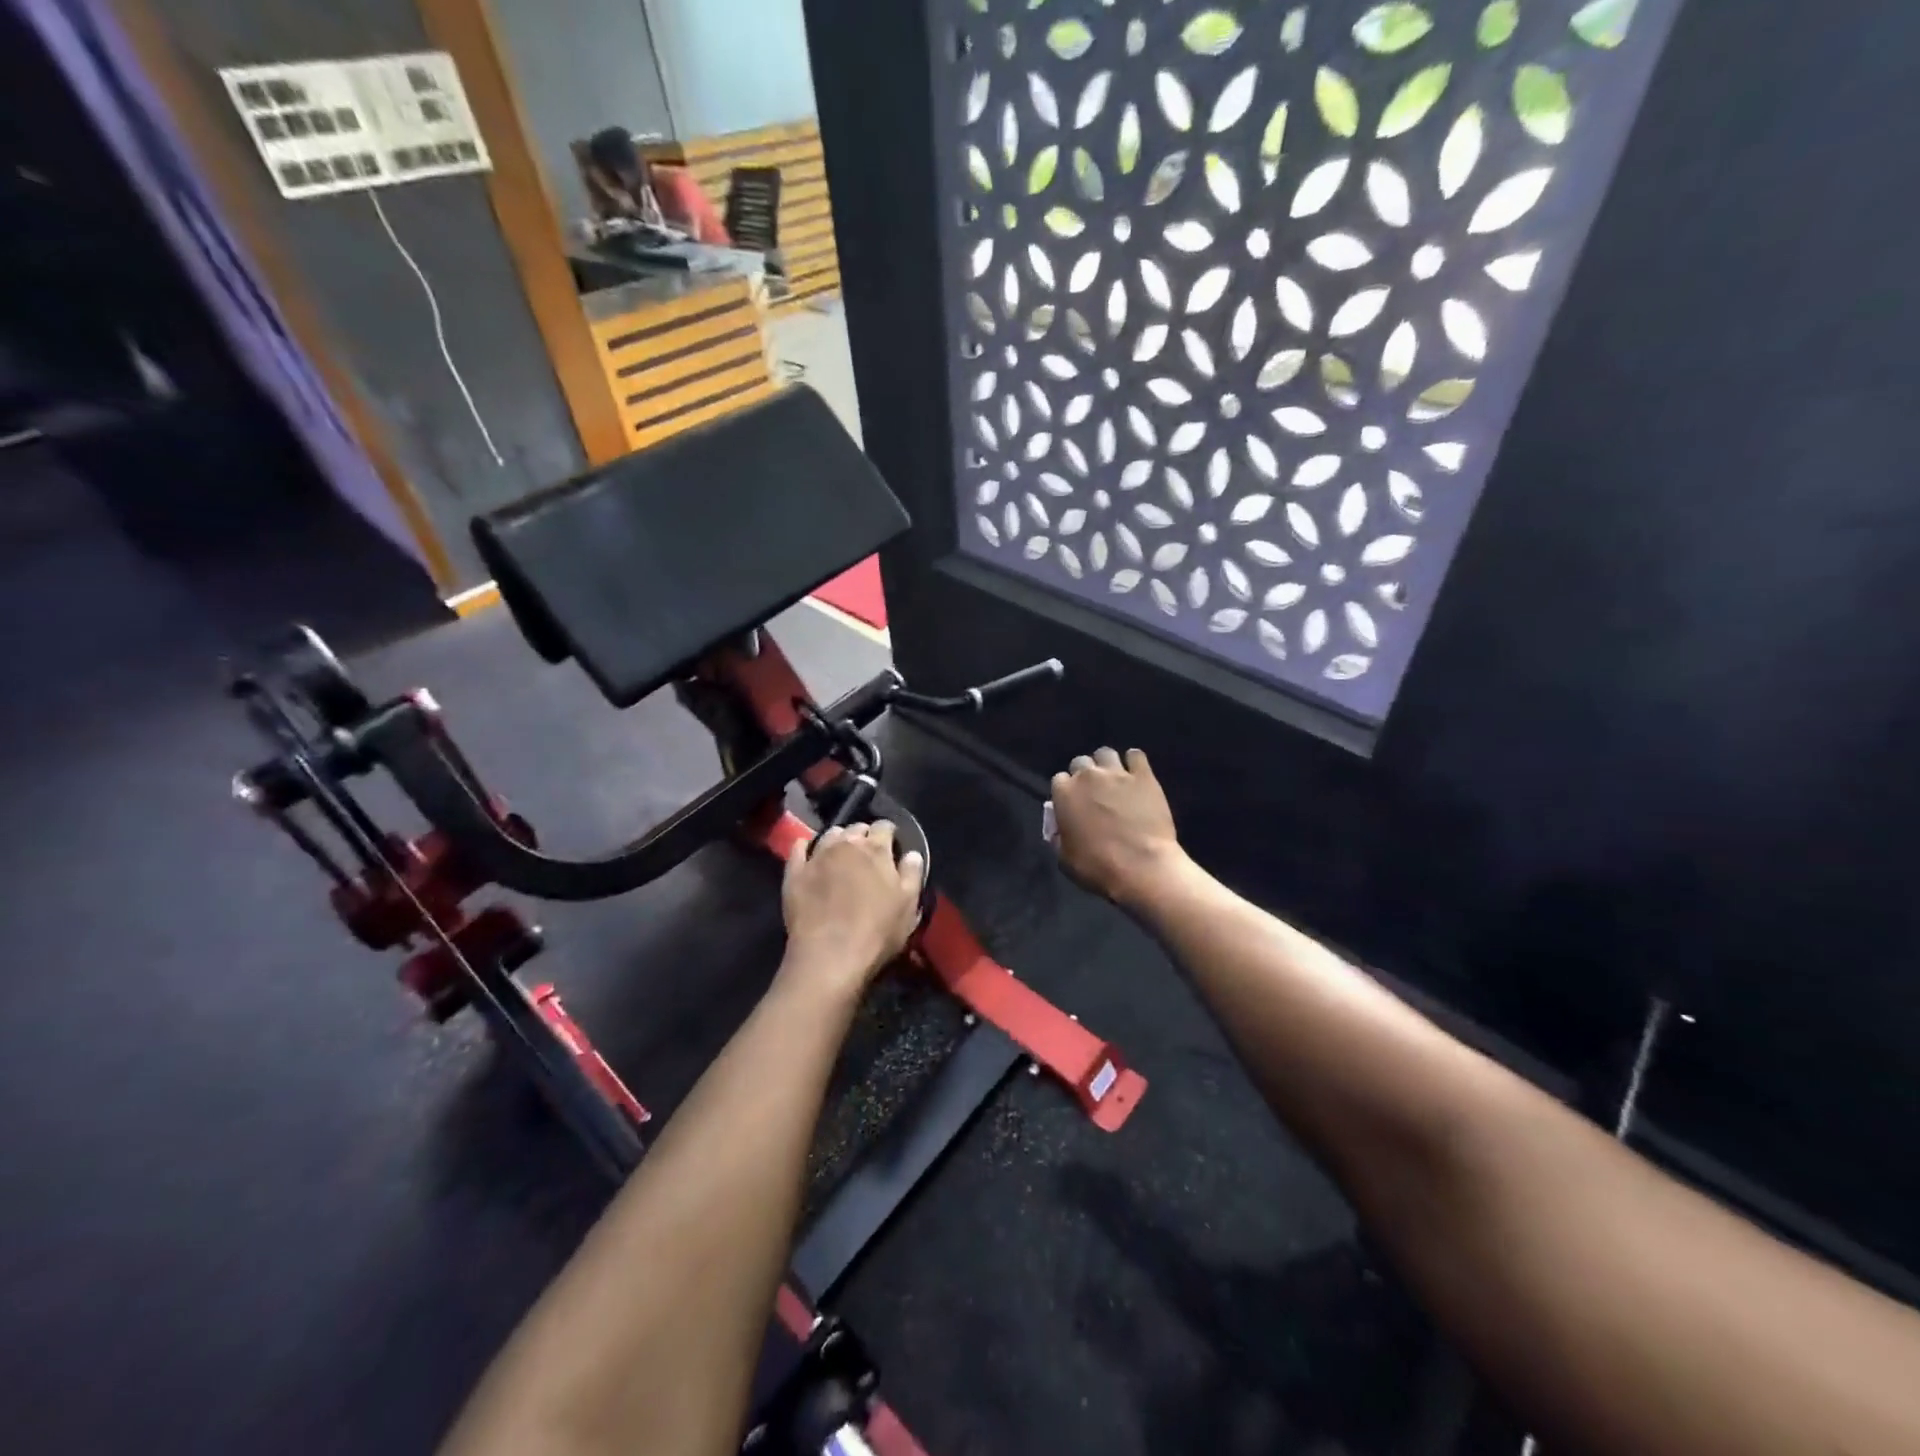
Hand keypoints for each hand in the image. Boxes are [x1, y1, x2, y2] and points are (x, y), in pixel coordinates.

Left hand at [780, 822, 926, 997]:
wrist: (829, 956)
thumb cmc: (877, 932)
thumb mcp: (909, 906)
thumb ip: (912, 874)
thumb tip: (913, 854)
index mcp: (876, 850)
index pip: (885, 826)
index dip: (889, 833)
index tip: (892, 843)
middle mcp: (846, 845)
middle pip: (856, 828)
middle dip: (863, 835)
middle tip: (868, 853)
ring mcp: (817, 857)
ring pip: (829, 835)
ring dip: (838, 839)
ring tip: (841, 853)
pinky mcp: (794, 873)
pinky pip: (798, 849)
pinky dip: (805, 846)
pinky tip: (807, 850)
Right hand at [1051, 747, 1185, 907]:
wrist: (1142, 867)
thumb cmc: (1097, 867)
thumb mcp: (1064, 858)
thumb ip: (1059, 837)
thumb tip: (1060, 829)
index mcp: (1064, 794)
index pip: (1059, 780)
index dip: (1066, 792)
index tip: (1073, 803)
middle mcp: (1088, 776)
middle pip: (1080, 762)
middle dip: (1084, 774)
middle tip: (1093, 791)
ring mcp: (1117, 773)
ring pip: (1106, 753)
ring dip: (1106, 764)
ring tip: (1114, 779)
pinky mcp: (1144, 776)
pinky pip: (1136, 756)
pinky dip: (1134, 762)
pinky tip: (1136, 774)